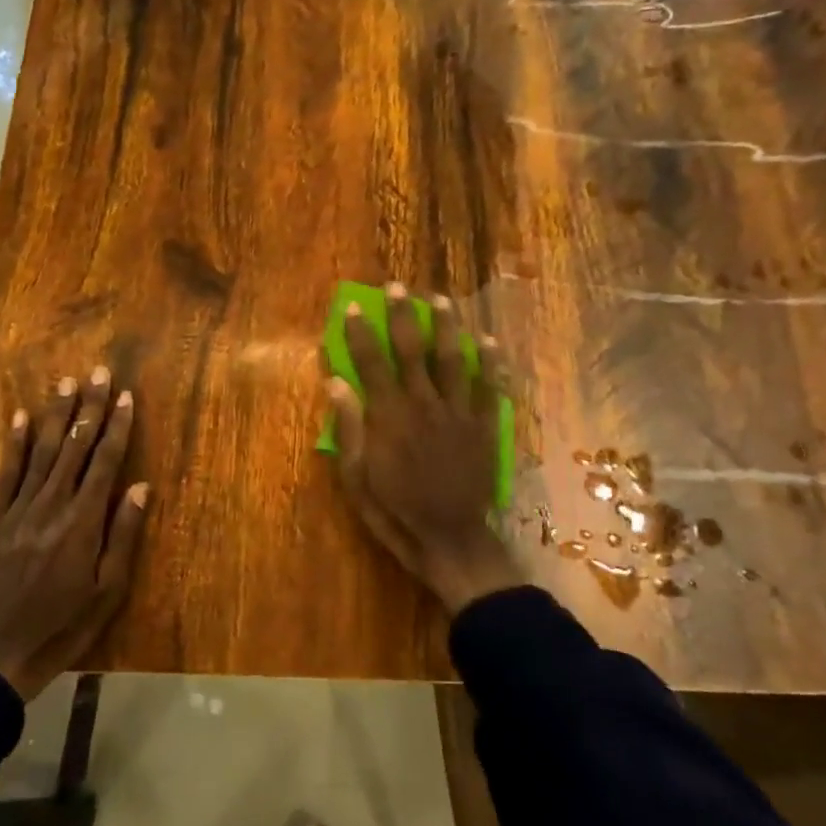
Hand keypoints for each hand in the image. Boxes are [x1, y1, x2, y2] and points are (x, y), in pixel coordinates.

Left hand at [0, 367, 148, 699]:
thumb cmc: (61, 627)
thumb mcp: (106, 592)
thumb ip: (122, 535)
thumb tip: (140, 486)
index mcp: (82, 523)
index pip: (104, 463)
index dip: (116, 427)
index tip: (126, 397)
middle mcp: (51, 506)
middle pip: (75, 448)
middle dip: (89, 408)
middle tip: (99, 372)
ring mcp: (19, 511)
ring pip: (42, 452)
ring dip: (57, 416)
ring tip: (67, 383)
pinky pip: (7, 474)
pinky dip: (16, 444)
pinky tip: (22, 418)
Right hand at [327, 284, 518, 616]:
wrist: (451, 539)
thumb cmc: (395, 512)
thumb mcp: (356, 478)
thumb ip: (348, 429)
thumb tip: (336, 384)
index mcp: (388, 417)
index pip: (370, 363)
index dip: (359, 333)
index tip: (353, 307)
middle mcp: (422, 404)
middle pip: (411, 350)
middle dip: (401, 315)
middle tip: (397, 287)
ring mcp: (457, 413)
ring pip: (452, 359)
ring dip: (446, 327)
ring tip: (440, 300)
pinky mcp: (483, 426)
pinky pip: (488, 387)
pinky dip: (489, 363)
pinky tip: (488, 341)